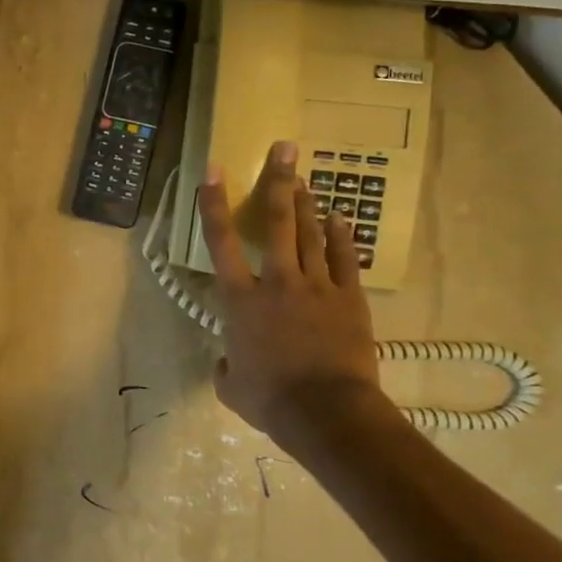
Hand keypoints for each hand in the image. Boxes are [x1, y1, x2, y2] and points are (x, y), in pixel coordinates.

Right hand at [197, 141, 385, 441]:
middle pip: (277, 223)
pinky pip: (346, 261)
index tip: (212, 172)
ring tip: (304, 176)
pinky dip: (343, 238)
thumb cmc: (270, 400)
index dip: (212, 205)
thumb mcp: (231, 386)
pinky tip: (341, 218)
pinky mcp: (350, 300)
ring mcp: (317, 287)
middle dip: (278, 183)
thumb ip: (227, 364)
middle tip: (284, 149)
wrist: (327, 412)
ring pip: (312, 235)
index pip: (220, 243)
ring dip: (307, 203)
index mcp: (240, 300)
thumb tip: (230, 360)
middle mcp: (276, 282)